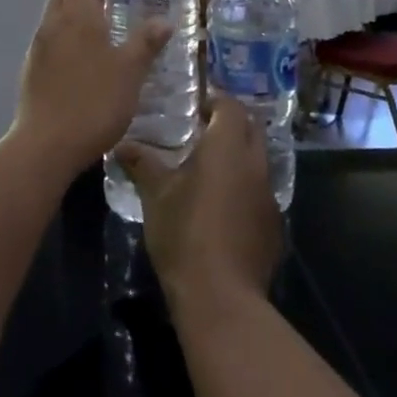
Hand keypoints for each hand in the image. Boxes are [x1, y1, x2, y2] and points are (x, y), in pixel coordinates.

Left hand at [11, 0, 171, 178]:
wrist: (46, 145)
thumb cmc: (93, 102)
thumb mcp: (130, 72)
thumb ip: (146, 43)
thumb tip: (164, 20)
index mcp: (77, 16)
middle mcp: (53, 24)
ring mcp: (38, 48)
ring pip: (57, 16)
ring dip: (77, 11)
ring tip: (105, 24)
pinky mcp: (32, 70)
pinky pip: (52, 39)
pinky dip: (68, 35)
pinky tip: (87, 57)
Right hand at [119, 96, 281, 315]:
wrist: (221, 296)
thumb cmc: (184, 233)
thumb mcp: (156, 195)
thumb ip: (142, 163)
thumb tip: (122, 145)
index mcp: (228, 148)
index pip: (231, 106)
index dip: (215, 101)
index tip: (195, 107)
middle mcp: (255, 165)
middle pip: (251, 129)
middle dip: (230, 124)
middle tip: (201, 131)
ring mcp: (270, 196)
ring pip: (258, 162)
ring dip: (238, 158)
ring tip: (208, 170)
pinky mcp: (273, 225)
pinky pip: (260, 193)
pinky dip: (244, 188)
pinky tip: (221, 208)